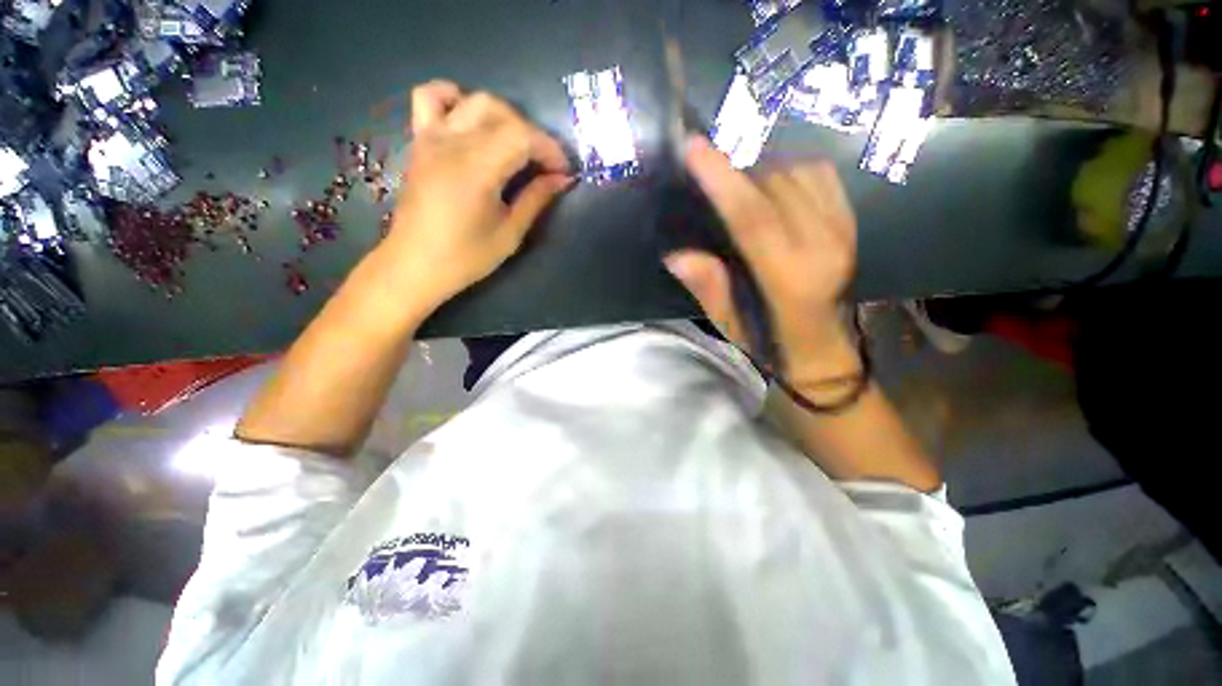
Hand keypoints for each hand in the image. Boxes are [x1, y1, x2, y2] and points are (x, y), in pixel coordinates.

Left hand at [383, 81, 572, 305]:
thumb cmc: (465, 257)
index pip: (522, 136)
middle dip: (532, 134)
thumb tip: (562, 179)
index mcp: (476, 170)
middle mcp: (452, 143)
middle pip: (502, 113)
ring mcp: (431, 137)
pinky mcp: (419, 141)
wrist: (415, 265)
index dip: (550, 149)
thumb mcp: (510, 234)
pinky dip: (454, 98)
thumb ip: (536, 199)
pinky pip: (430, 98)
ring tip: (514, 143)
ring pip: (473, 100)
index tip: (563, 173)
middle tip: (544, 165)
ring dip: (503, 115)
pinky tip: (469, 119)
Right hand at [664, 136, 858, 386]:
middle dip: (736, 169)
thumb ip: (709, 288)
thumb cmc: (771, 341)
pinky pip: (819, 173)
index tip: (693, 148)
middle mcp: (823, 246)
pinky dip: (789, 167)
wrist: (824, 347)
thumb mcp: (730, 325)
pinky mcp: (851, 221)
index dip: (721, 180)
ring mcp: (843, 230)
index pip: (752, 218)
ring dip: (760, 168)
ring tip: (736, 182)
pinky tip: (770, 182)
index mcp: (789, 279)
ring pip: (797, 172)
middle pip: (774, 186)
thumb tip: (676, 255)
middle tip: (707, 169)